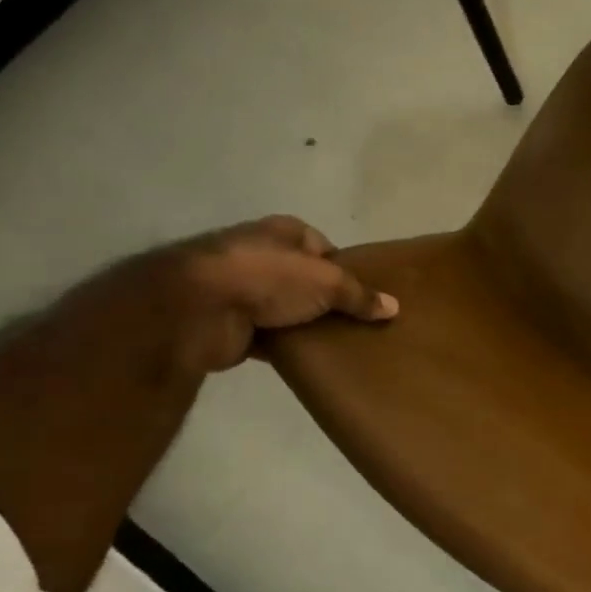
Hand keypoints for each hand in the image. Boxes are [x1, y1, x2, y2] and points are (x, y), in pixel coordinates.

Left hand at [159, 215, 396, 372]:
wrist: (196, 308)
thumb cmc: (267, 277)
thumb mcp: (328, 282)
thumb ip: (361, 295)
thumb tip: (393, 308)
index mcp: (282, 232)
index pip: (322, 246)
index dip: (345, 268)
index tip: (365, 293)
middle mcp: (260, 255)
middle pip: (305, 278)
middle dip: (328, 299)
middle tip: (360, 321)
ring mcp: (242, 290)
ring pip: (287, 308)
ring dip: (306, 324)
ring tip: (342, 342)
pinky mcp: (231, 324)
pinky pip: (270, 337)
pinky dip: (287, 347)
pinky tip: (312, 360)